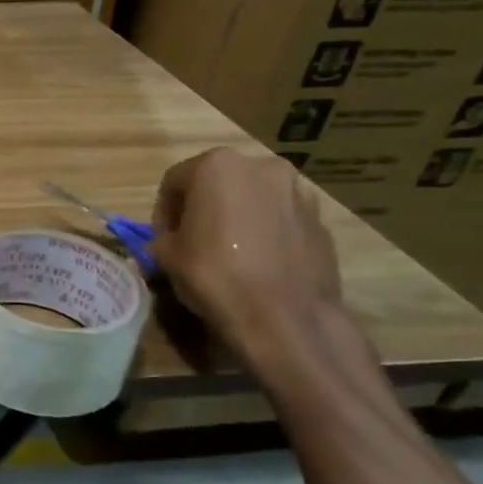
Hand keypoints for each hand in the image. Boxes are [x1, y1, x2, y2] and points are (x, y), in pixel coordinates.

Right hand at [150, 149, 342, 356]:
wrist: (284, 316)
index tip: (163, 238)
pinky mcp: (320, 218)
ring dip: (236, 215)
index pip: (174, 181)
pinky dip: (264, 229)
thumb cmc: (215, 275)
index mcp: (217, 167)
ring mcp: (297, 190)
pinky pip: (279, 217)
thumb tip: (167, 242)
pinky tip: (258, 260)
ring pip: (252, 197)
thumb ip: (162, 239)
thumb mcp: (165, 257)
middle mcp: (261, 166)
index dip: (163, 211)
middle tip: (194, 239)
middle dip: (203, 206)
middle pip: (218, 182)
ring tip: (229, 249)